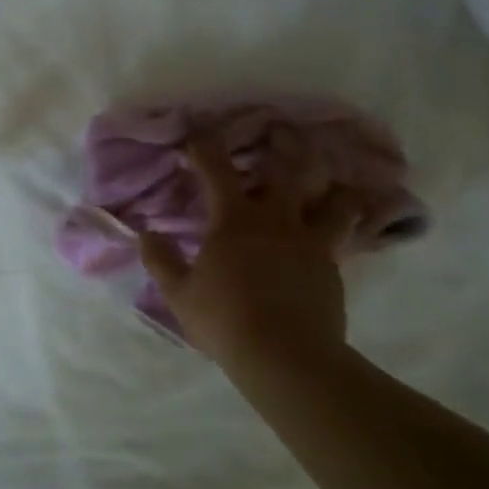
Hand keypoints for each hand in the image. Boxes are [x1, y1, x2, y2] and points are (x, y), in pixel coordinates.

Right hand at [138, 131, 358, 382]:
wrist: (285, 356)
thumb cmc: (224, 319)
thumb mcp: (179, 293)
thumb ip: (161, 260)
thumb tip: (145, 233)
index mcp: (234, 219)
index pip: (217, 169)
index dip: (204, 146)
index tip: (197, 133)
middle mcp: (277, 219)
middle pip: (291, 170)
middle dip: (286, 146)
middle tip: (283, 133)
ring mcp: (312, 242)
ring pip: (335, 201)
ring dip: (333, 187)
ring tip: (334, 183)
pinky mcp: (333, 268)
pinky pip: (343, 237)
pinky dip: (343, 227)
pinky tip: (341, 232)